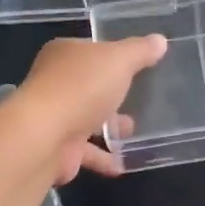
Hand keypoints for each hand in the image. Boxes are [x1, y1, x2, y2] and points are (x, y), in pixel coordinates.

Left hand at [15, 34, 167, 180]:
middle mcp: (54, 82)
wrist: (45, 136)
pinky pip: (84, 151)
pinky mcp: (56, 148)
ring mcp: (53, 116)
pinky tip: (121, 165)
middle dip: (111, 95)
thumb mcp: (119, 60)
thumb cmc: (82, 88)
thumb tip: (160, 40)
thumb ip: (140, 51)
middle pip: (88, 85)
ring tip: (132, 133)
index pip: (91, 51)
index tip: (134, 66)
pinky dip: (102, 158)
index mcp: (64, 54)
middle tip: (137, 101)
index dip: (112, 56)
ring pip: (85, 119)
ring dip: (107, 128)